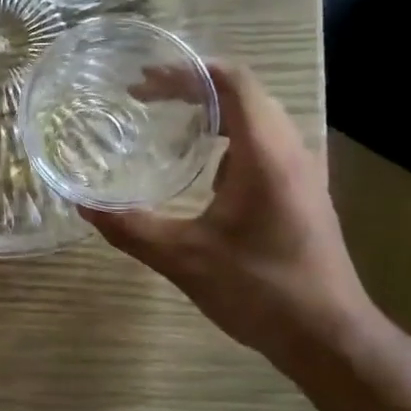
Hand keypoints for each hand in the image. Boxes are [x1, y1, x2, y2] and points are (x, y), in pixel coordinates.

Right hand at [82, 63, 373, 366]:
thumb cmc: (261, 291)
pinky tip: (200, 169)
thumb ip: (130, 228)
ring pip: (256, 119)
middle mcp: (291, 151)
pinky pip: (262, 146)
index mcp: (266, 154)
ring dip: (211, 113)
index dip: (187, 72)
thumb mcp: (184, 259)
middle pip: (244, 94)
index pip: (233, 82)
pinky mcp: (301, 193)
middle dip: (191, 88)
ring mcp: (301, 172)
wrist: (329, 338)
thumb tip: (82, 204)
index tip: (143, 82)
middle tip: (143, 98)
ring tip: (166, 123)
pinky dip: (227, 139)